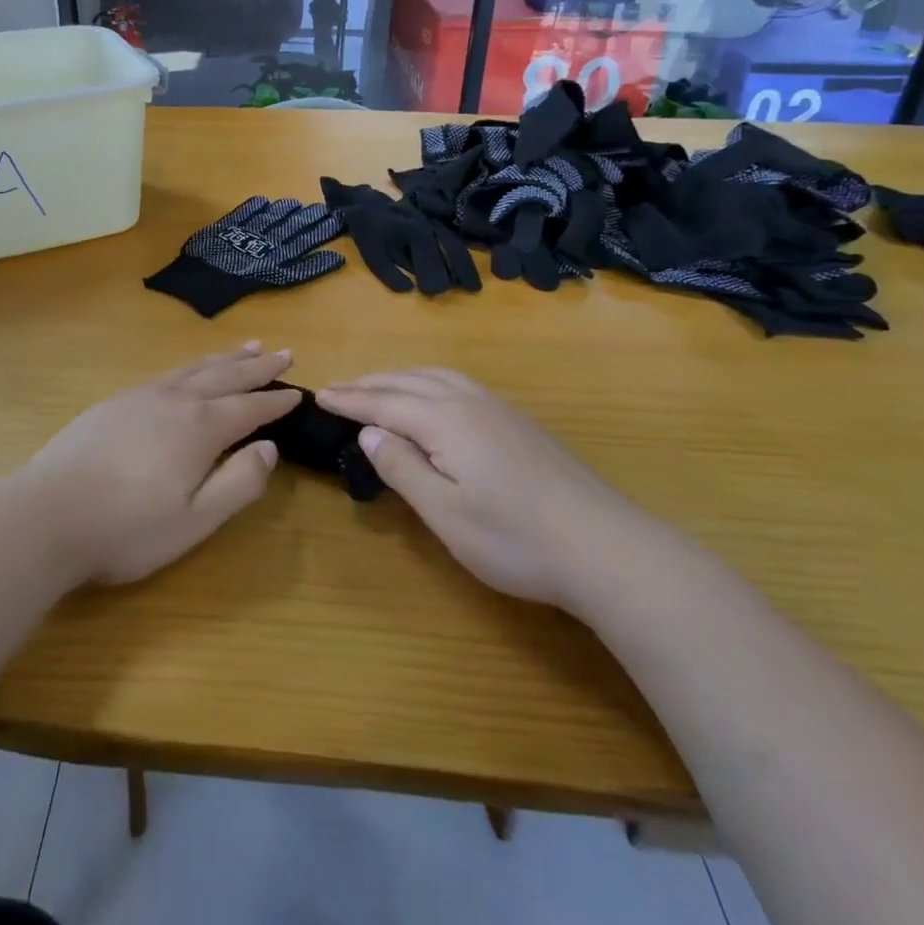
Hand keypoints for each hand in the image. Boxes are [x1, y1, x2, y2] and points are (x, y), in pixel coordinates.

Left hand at [21, 343, 299, 585]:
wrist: (47, 515)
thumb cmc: (127, 528)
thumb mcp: (195, 520)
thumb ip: (238, 483)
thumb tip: (268, 448)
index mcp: (199, 428)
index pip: (248, 408)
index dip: (275, 401)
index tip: (299, 391)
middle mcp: (173, 401)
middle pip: (224, 376)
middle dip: (256, 367)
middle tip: (282, 352)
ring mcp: (139, 397)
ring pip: (193, 369)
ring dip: (223, 359)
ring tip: (246, 347)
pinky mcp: (113, 403)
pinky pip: (165, 374)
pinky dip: (189, 367)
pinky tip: (187, 373)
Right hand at [318, 369, 636, 607]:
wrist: (605, 548)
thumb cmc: (514, 538)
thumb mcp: (445, 512)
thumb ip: (402, 467)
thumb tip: (369, 432)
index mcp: (444, 420)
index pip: (383, 402)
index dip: (349, 399)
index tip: (318, 395)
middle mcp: (468, 402)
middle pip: (407, 381)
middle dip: (369, 382)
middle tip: (338, 388)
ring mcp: (498, 409)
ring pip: (436, 376)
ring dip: (400, 377)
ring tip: (378, 385)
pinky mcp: (518, 422)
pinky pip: (458, 383)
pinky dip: (429, 381)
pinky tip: (433, 397)